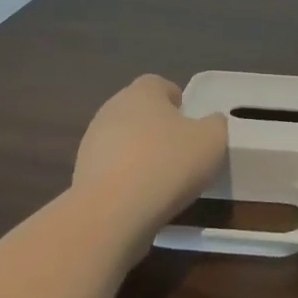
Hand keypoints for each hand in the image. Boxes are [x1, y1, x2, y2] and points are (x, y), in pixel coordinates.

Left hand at [73, 75, 226, 226]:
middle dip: (159, 128)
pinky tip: (141, 199)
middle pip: (140, 112)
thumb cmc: (167, 165)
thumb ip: (216, 124)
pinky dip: (126, 178)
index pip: (160, 85)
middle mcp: (112, 108)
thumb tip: (211, 122)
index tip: (191, 125)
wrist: (112, 213)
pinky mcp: (81, 173)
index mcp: (143, 92)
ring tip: (162, 181)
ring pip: (124, 140)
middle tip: (181, 152)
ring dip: (140, 154)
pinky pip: (112, 169)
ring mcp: (92, 141)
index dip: (178, 102)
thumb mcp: (213, 140)